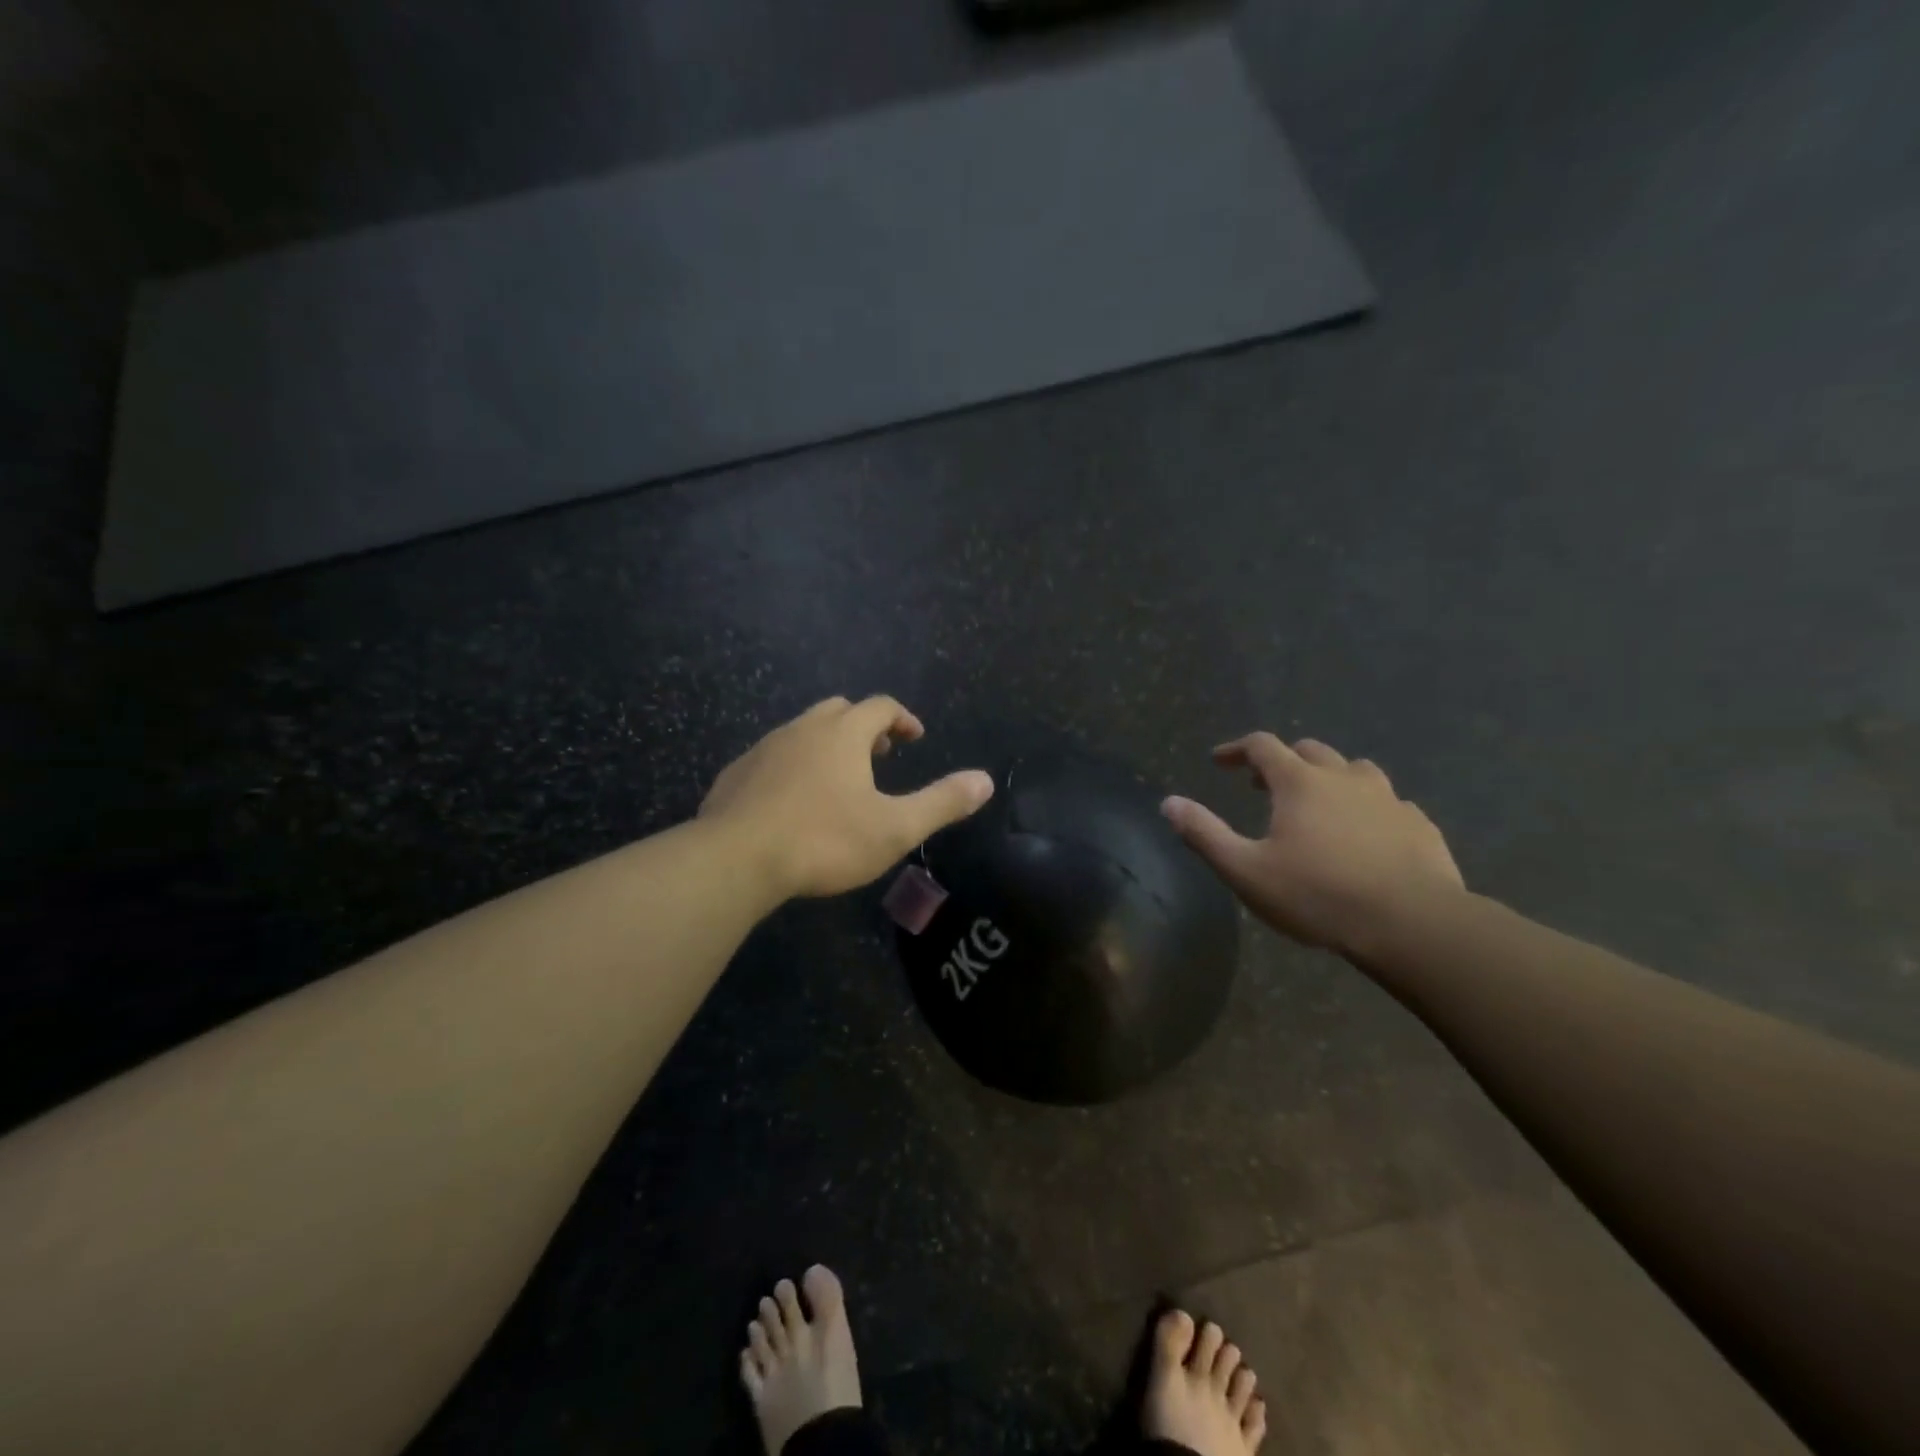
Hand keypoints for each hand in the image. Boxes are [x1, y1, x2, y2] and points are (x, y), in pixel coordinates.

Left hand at [701, 696, 994, 899]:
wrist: (736, 859)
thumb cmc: (824, 840)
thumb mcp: (895, 828)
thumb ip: (942, 802)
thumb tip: (986, 781)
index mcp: (843, 734)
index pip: (880, 706)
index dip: (902, 718)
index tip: (915, 738)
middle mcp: (802, 729)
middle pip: (839, 710)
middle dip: (865, 727)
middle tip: (880, 756)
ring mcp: (764, 749)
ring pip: (802, 731)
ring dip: (827, 745)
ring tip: (839, 780)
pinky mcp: (736, 773)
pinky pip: (772, 757)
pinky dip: (793, 766)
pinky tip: (792, 801)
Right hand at [1161, 733, 1463, 958]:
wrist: (1413, 925)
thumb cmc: (1318, 896)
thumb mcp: (1246, 871)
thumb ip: (1204, 834)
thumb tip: (1168, 802)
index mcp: (1300, 783)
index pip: (1262, 745)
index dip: (1237, 748)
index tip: (1219, 761)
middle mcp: (1345, 778)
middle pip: (1309, 750)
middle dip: (1281, 760)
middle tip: (1262, 784)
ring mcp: (1388, 799)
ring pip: (1355, 769)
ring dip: (1329, 776)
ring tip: (1318, 801)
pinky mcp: (1419, 824)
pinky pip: (1389, 802)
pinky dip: (1367, 806)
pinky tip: (1366, 832)